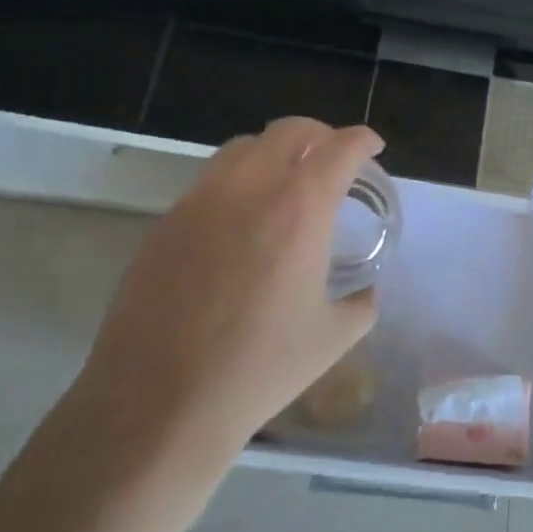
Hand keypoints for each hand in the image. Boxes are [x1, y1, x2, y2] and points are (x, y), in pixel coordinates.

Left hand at [75, 117, 386, 458]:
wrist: (160, 401)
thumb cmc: (259, 368)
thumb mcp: (332, 338)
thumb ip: (361, 304)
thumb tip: (366, 292)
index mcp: (300, 209)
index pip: (340, 149)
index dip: (362, 141)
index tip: (371, 147)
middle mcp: (251, 188)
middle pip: (290, 130)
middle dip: (320, 135)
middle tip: (333, 159)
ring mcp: (201, 200)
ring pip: (244, 147)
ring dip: (275, 151)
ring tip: (285, 180)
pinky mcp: (167, 221)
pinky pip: (210, 180)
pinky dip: (238, 181)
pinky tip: (240, 220)